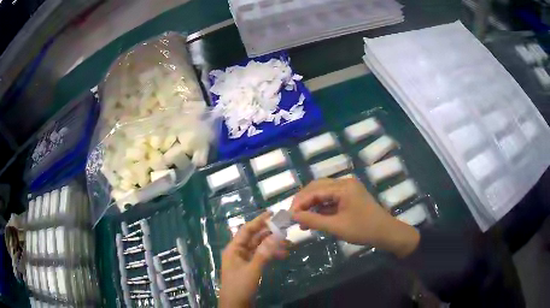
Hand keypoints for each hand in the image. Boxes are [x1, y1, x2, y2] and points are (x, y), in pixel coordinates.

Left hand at [219, 212, 287, 307]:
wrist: (235, 304)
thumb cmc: (240, 286)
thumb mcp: (252, 269)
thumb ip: (264, 253)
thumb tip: (275, 236)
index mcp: (234, 249)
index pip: (246, 230)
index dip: (258, 221)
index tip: (271, 213)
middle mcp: (238, 252)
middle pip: (254, 238)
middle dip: (269, 233)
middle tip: (285, 228)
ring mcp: (244, 260)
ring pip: (259, 247)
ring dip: (272, 245)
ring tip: (288, 243)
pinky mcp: (250, 268)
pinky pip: (261, 257)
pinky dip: (271, 255)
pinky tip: (282, 255)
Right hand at [290, 178, 419, 257]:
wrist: (386, 233)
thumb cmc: (363, 229)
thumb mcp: (336, 227)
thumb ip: (314, 220)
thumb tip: (294, 216)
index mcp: (343, 187)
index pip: (315, 190)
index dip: (300, 202)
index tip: (289, 215)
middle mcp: (344, 183)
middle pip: (317, 187)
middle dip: (303, 201)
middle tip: (293, 216)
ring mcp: (348, 189)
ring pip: (323, 192)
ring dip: (311, 205)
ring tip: (301, 220)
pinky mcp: (349, 196)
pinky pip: (330, 198)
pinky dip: (321, 208)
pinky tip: (313, 219)